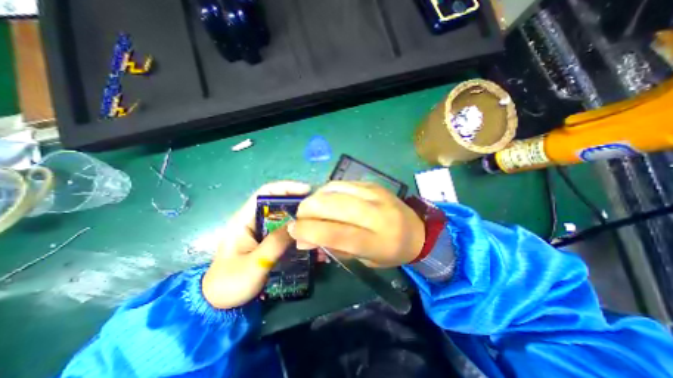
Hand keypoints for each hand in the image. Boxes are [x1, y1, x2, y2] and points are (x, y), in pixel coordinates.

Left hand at [202, 182, 311, 307]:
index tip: (306, 191)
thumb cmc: (231, 282)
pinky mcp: (270, 241)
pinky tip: (312, 242)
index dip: (286, 188)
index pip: (265, 193)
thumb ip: (275, 243)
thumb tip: (298, 225)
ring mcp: (263, 231)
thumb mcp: (254, 263)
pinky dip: (300, 233)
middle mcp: (255, 221)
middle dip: (299, 204)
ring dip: (301, 220)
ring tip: (318, 226)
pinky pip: (287, 232)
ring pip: (286, 218)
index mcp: (244, 219)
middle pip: (279, 204)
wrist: (221, 304)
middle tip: (317, 210)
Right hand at [289, 181, 425, 266]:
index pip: (337, 233)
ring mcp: (375, 194)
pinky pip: (342, 183)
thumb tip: (303, 240)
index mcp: (377, 241)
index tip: (293, 230)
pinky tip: (325, 198)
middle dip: (308, 210)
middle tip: (300, 218)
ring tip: (310, 208)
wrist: (418, 231)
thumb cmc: (390, 252)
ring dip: (315, 198)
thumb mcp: (364, 259)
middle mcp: (377, 215)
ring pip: (335, 190)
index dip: (310, 231)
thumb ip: (334, 248)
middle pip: (334, 206)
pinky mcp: (373, 184)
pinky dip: (327, 190)